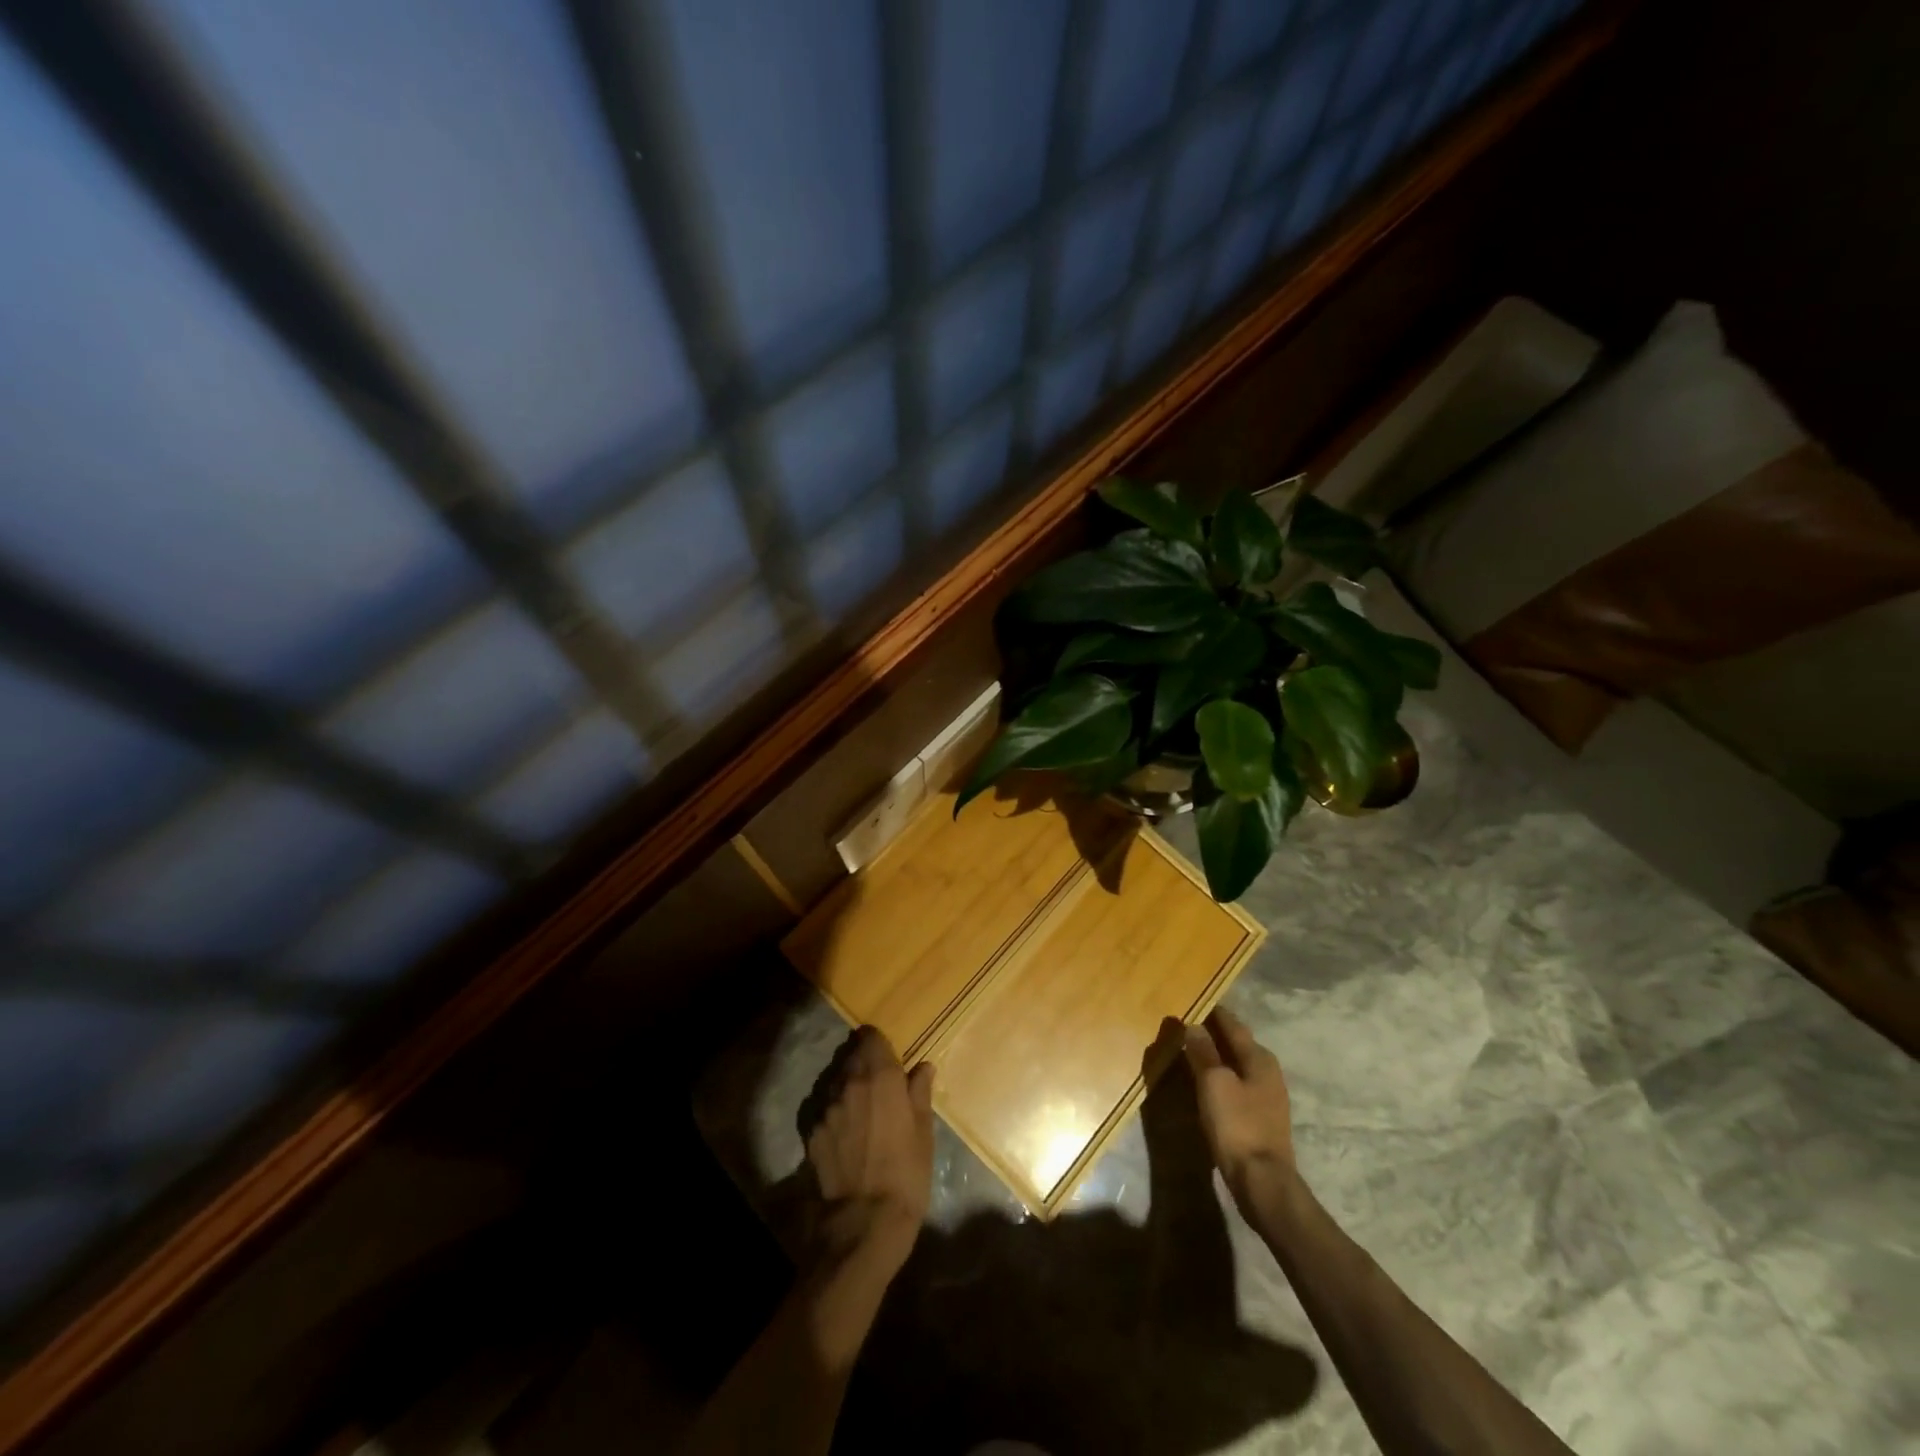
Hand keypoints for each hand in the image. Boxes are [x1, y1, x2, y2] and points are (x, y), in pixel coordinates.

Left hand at [805, 1027, 934, 1277]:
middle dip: (863, 1064)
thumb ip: (920, 1093)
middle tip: (878, 1086)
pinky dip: (835, 1115)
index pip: (871, 1037)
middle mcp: (849, 1084)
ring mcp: (826, 1108)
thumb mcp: (924, 1133)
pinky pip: (824, 1112)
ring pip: (835, 1083)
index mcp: (880, 1077)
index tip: (887, 1057)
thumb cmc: (906, 1174)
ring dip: (848, 1089)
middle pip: (852, 1057)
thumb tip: (923, 1067)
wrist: (864, 1223)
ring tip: (862, 1113)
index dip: (879, 1044)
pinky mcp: (812, 1133)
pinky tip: (846, 1137)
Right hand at [1183, 1008, 1299, 1211]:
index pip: (1233, 1025)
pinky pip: (1237, 1085)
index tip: (1195, 1002)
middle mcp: (1268, 1072)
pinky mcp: (1261, 1118)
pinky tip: (1207, 1083)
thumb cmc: (1237, 1125)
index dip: (1214, 1013)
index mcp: (1259, 1058)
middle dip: (1215, 1034)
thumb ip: (1203, 1052)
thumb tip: (1193, 1025)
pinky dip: (1221, 1077)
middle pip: (1237, 1044)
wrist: (1262, 1182)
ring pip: (1237, 1065)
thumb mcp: (1214, 1082)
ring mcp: (1267, 1097)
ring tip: (1192, 1051)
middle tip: (1188, 1025)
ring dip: (1217, 1057)